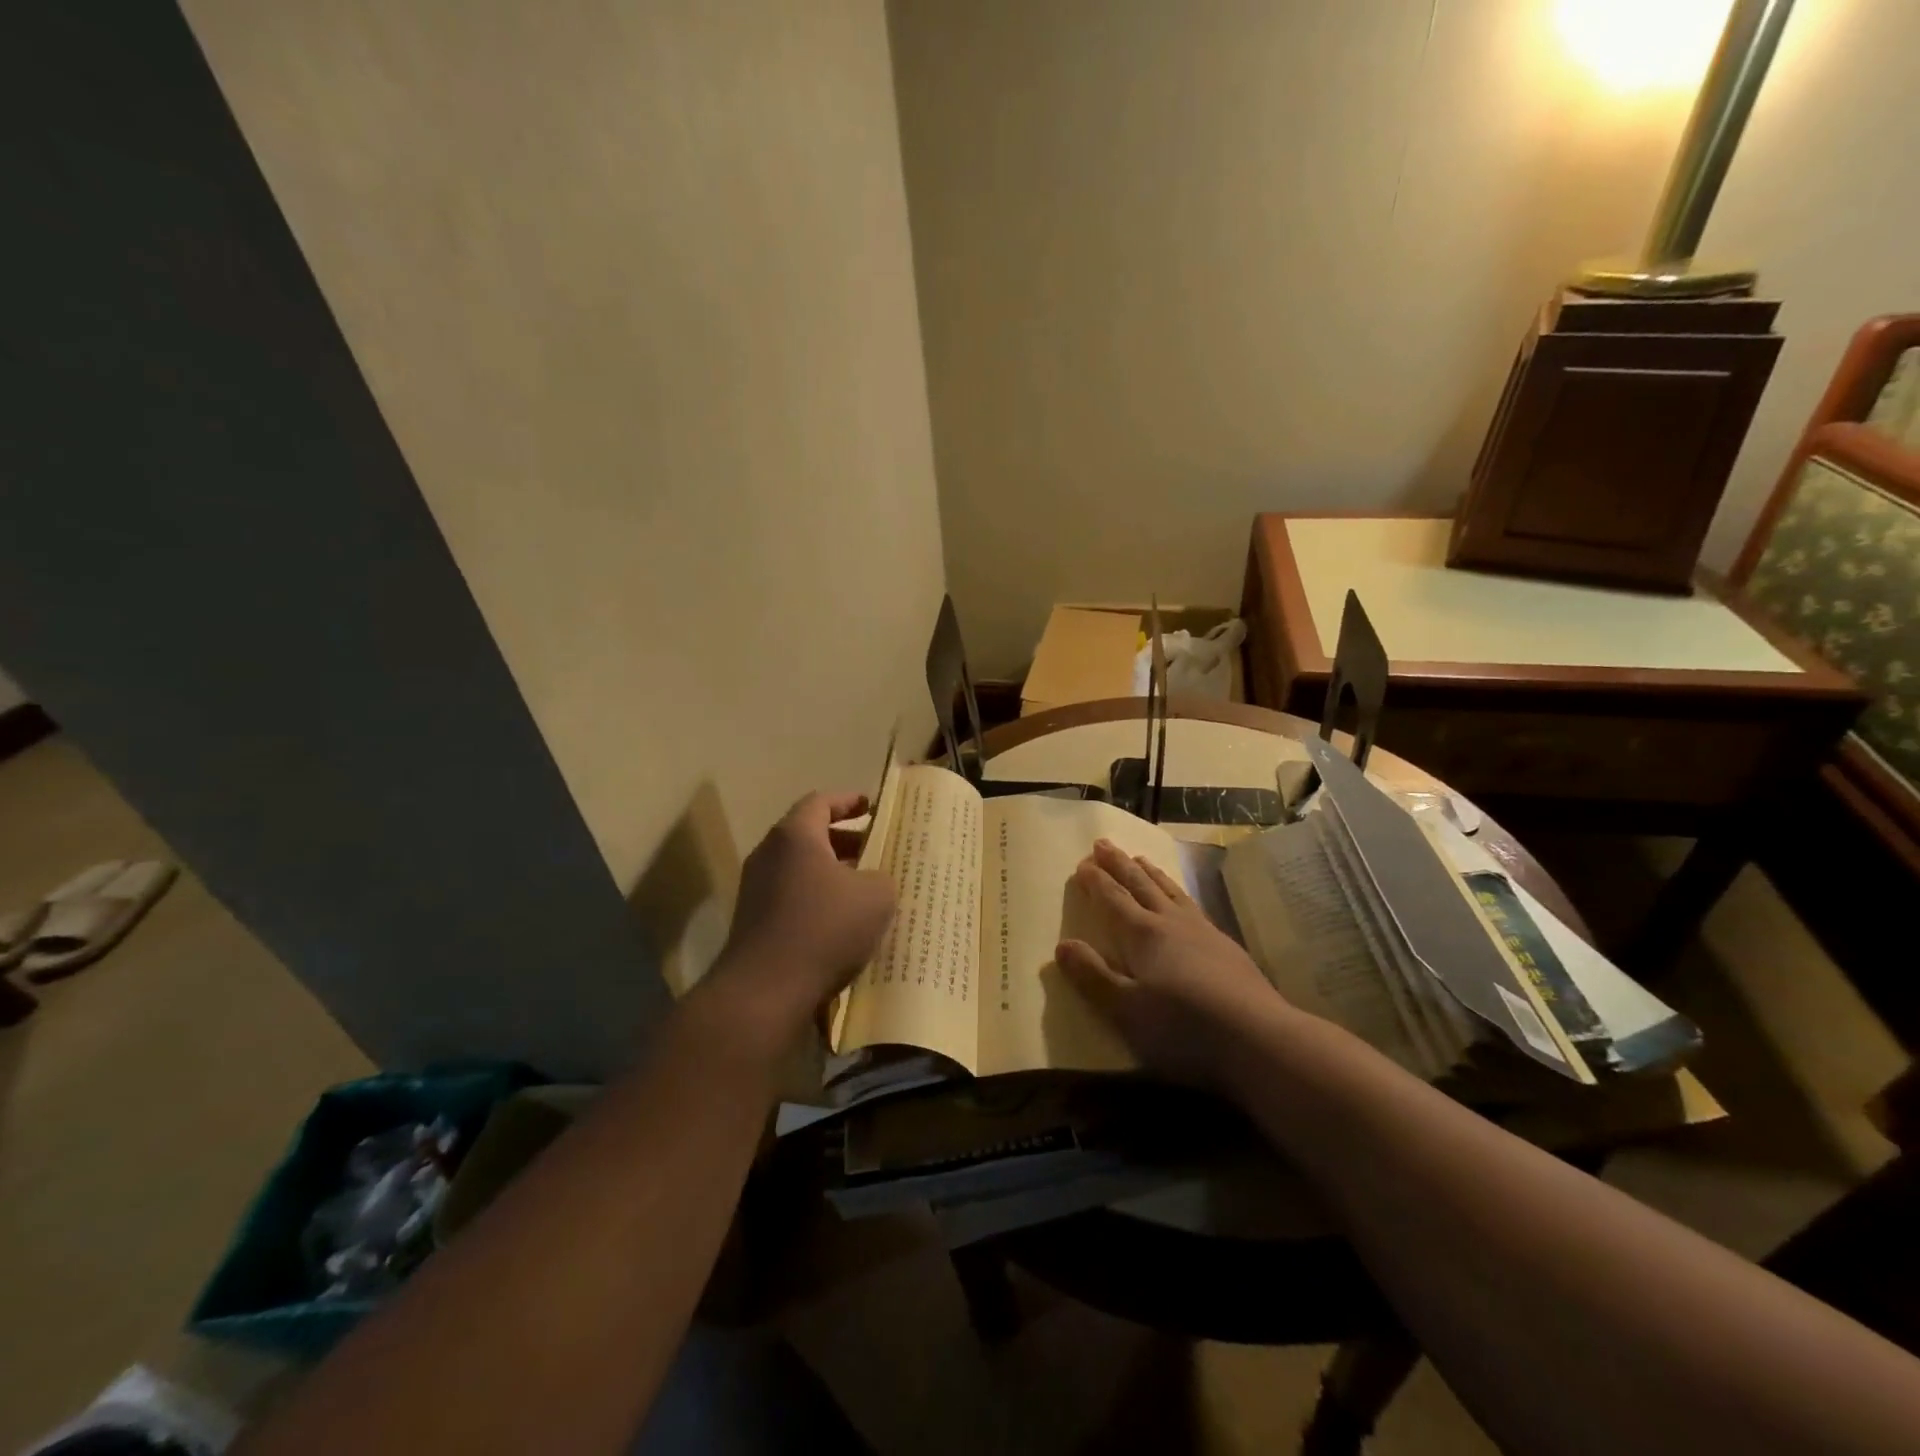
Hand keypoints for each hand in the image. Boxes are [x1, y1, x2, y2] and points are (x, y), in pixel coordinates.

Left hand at [704, 791, 895, 1055]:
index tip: (872, 807)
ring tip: (867, 890)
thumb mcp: (876, 896)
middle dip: (845, 841)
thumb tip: (874, 880)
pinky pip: (793, 898)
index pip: (821, 802)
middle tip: (877, 850)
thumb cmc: (824, 928)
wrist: (765, 992)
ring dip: (833, 875)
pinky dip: (819, 901)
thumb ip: (882, 877)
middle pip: (810, 836)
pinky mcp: (755, 923)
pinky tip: (845, 925)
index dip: (849, 801)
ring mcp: (757, 890)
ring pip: (801, 870)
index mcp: (795, 836)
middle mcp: (769, 855)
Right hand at [1057, 839, 1289, 1089]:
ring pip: (1170, 891)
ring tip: (1140, 858)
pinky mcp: (1226, 947)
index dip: (1096, 881)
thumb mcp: (1126, 1010)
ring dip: (1150, 873)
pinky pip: (1193, 905)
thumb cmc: (1184, 1028)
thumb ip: (1093, 976)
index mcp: (1142, 935)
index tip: (1082, 863)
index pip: (1112, 899)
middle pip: (1140, 885)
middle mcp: (1171, 923)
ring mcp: (1202, 932)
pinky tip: (1183, 900)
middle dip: (1119, 864)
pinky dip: (1179, 892)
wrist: (1259, 1039)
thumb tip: (1062, 945)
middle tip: (1103, 843)